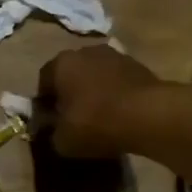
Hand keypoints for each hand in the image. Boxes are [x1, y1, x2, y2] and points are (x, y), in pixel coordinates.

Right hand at [37, 45, 161, 158]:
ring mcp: (115, 55)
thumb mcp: (62, 140)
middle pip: (70, 74)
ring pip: (95, 75)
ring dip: (93, 91)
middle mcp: (85, 52)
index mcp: (61, 64)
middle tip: (72, 117)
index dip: (44, 103)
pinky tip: (118, 114)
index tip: (49, 121)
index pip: (43, 82)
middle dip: (69, 93)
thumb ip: (51, 132)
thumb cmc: (95, 123)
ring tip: (98, 116)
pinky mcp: (139, 65)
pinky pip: (117, 81)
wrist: (148, 115)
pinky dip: (114, 94)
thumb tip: (53, 128)